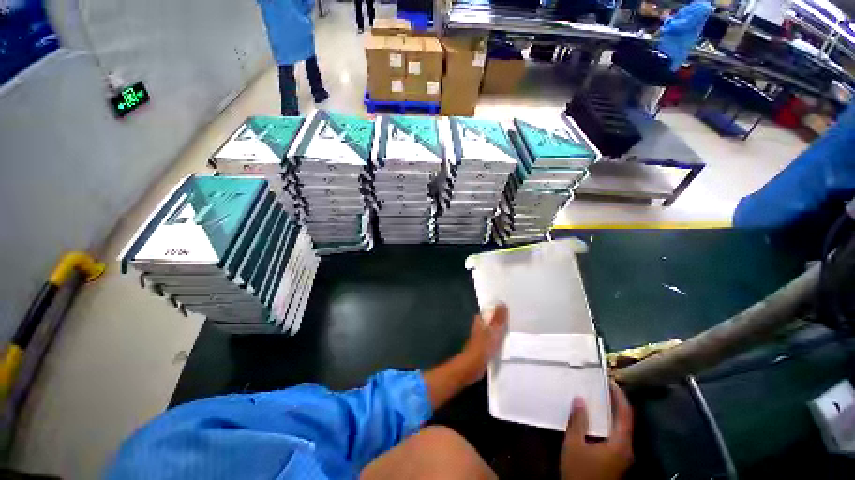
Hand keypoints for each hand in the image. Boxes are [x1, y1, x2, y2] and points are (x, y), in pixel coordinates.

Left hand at [460, 303, 508, 383]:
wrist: (473, 366)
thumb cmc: (482, 347)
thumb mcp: (493, 331)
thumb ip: (498, 318)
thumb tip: (502, 302)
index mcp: (480, 320)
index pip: (490, 310)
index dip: (499, 308)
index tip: (510, 307)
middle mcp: (480, 326)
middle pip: (492, 320)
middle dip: (501, 319)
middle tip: (517, 318)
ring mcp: (482, 337)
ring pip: (494, 330)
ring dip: (502, 329)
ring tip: (516, 329)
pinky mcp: (485, 347)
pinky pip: (495, 340)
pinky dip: (501, 339)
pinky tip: (510, 342)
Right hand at [560, 381, 633, 479]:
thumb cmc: (581, 471)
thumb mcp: (575, 445)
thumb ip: (578, 421)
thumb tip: (580, 399)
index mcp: (620, 443)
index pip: (625, 414)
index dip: (619, 396)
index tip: (610, 381)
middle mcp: (626, 448)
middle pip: (625, 421)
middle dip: (614, 403)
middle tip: (600, 387)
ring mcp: (622, 456)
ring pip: (620, 429)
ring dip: (610, 413)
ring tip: (595, 399)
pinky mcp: (616, 461)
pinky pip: (615, 436)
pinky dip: (606, 424)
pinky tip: (593, 420)